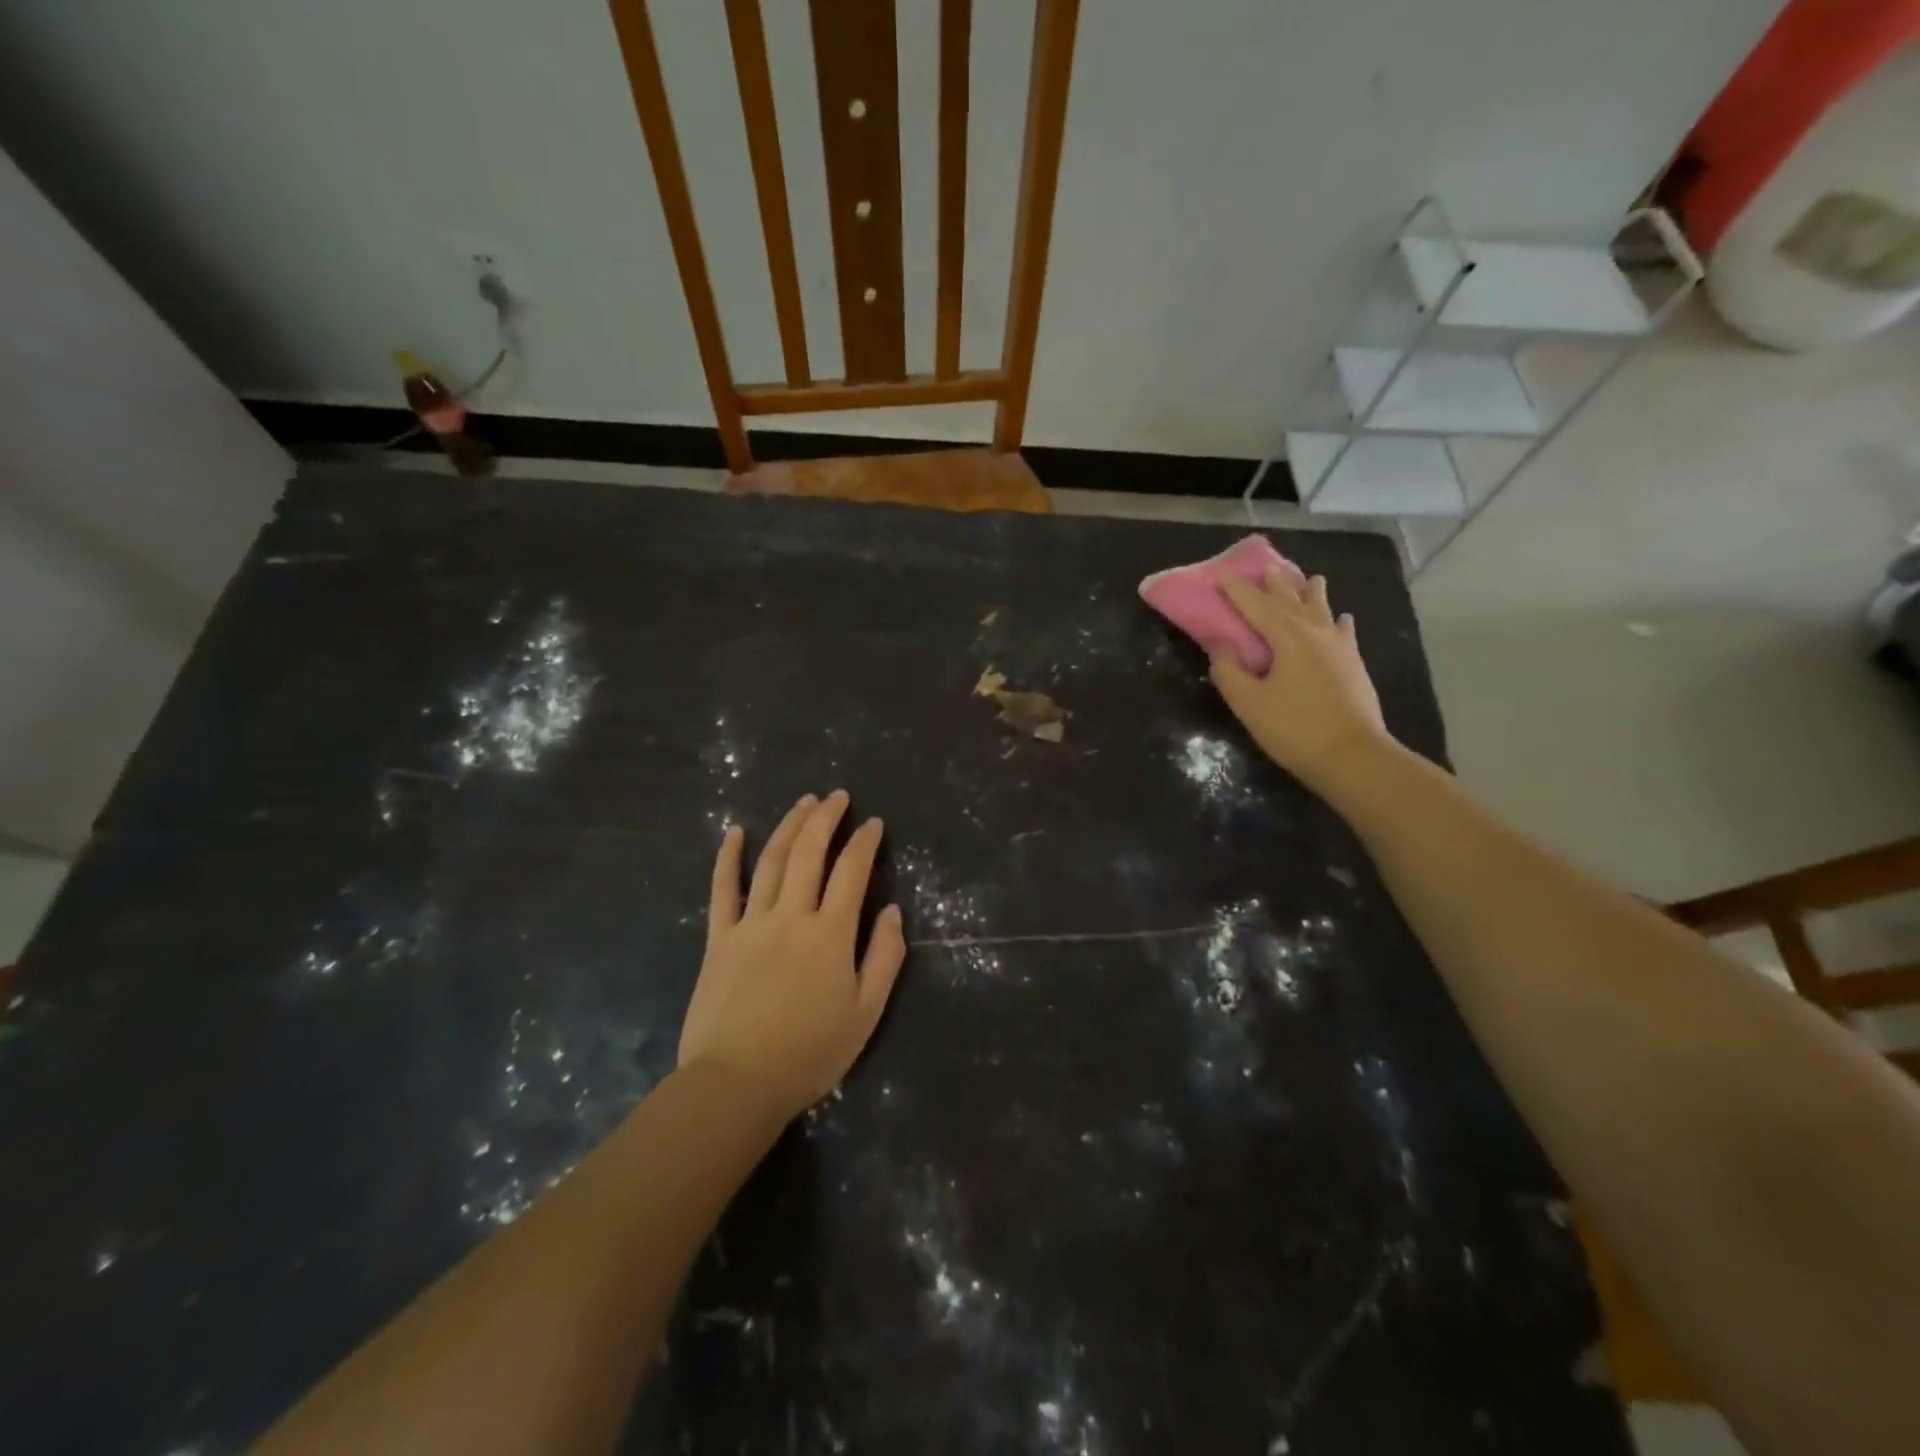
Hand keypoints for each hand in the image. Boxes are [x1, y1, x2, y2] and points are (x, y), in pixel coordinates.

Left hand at [678, 791, 905, 1119]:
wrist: (737, 1084)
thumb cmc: (810, 1053)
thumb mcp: (866, 1013)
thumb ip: (885, 958)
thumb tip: (893, 911)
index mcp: (831, 934)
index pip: (852, 872)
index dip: (864, 843)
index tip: (872, 823)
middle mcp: (791, 916)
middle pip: (809, 854)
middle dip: (825, 819)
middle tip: (837, 796)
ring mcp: (751, 924)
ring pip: (771, 862)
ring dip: (789, 826)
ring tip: (804, 802)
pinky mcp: (719, 939)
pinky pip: (722, 890)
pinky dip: (728, 858)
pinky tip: (735, 832)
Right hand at [1210, 574, 1395, 795]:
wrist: (1353, 756)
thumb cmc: (1294, 729)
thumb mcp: (1249, 704)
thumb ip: (1230, 671)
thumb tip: (1221, 647)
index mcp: (1287, 638)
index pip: (1256, 606)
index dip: (1237, 591)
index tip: (1221, 575)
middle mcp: (1315, 633)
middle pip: (1291, 601)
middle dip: (1275, 585)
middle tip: (1265, 567)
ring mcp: (1340, 647)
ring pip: (1322, 610)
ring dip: (1310, 593)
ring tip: (1309, 579)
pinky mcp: (1354, 665)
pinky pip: (1344, 631)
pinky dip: (1337, 620)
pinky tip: (1341, 618)